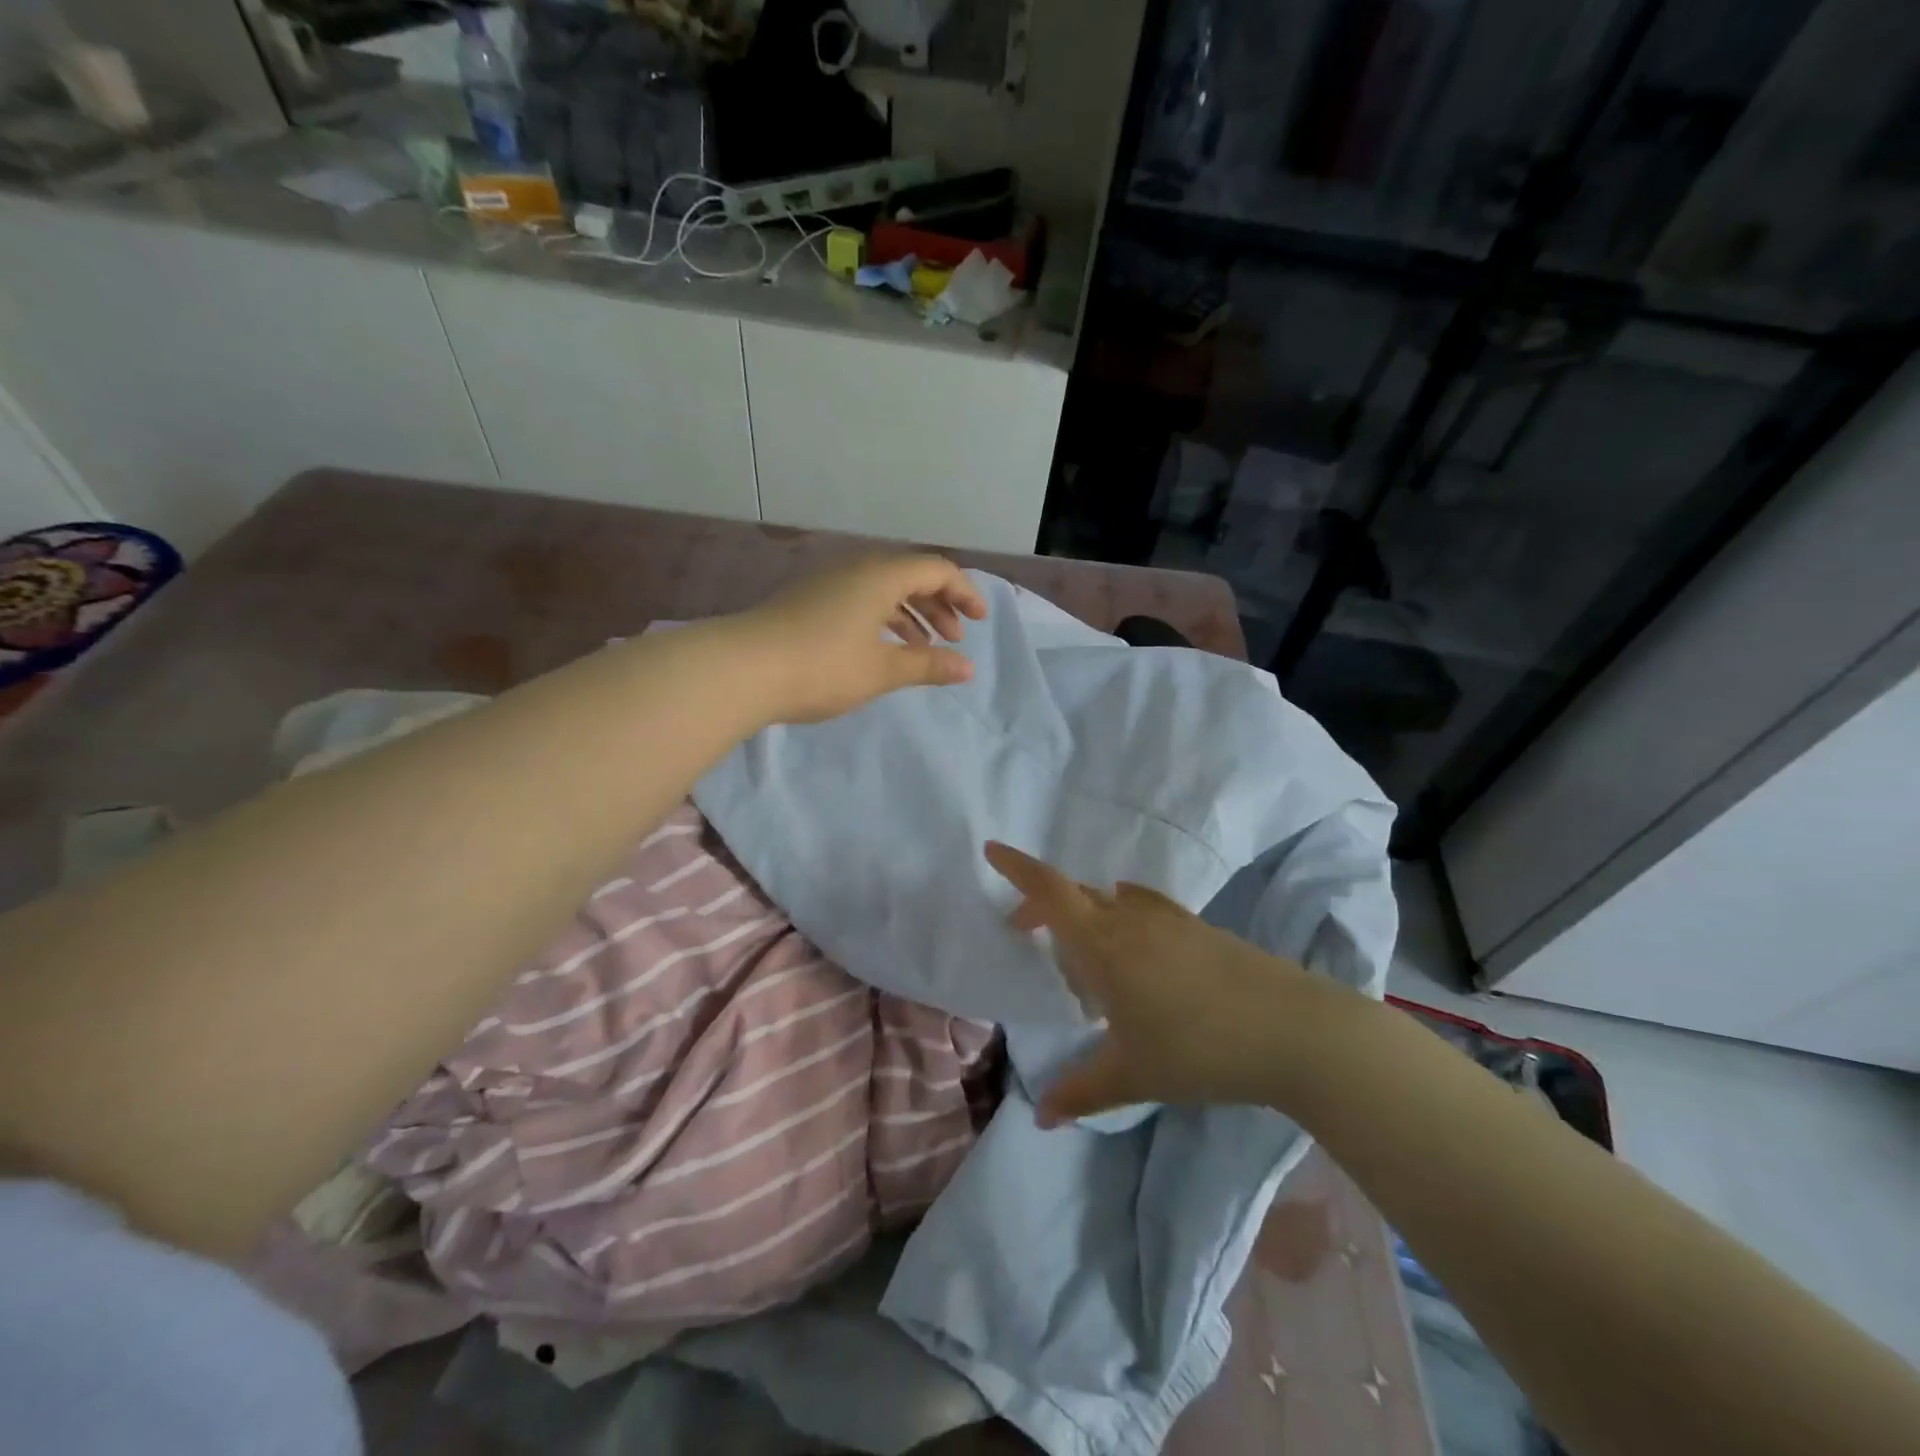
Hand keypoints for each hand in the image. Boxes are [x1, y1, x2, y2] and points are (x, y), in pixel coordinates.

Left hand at [739, 555, 987, 723]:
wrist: (741, 670)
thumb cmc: (822, 666)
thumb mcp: (881, 670)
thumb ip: (928, 665)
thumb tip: (968, 669)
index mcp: (880, 575)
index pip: (936, 569)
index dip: (964, 592)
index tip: (980, 622)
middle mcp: (855, 568)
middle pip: (910, 575)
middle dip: (940, 604)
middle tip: (955, 638)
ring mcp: (828, 583)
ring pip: (883, 588)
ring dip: (912, 613)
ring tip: (926, 647)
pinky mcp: (809, 601)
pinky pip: (860, 599)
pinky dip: (883, 618)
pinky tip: (885, 647)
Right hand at [985, 842, 1335, 1124]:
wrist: (1293, 1030)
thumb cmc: (1199, 1048)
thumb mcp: (1133, 1076)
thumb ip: (1080, 1091)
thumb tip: (1039, 1116)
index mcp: (1103, 944)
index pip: (1049, 892)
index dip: (1017, 868)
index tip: (991, 848)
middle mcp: (1130, 918)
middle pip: (1075, 895)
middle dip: (1042, 907)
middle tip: (1024, 932)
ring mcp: (1169, 919)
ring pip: (1110, 902)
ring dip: (1085, 917)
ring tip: (1084, 960)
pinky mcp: (1198, 928)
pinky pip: (1143, 909)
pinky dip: (1122, 918)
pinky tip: (1134, 946)